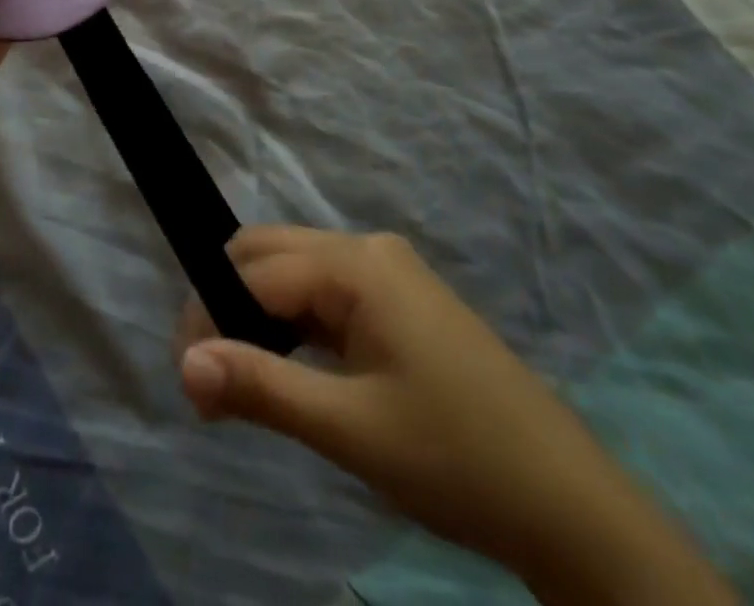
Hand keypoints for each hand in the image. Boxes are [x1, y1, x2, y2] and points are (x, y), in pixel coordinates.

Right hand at [176, 228, 736, 605]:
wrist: (569, 505)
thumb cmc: (455, 458)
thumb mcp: (350, 429)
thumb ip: (261, 387)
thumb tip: (185, 363)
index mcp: (356, 264)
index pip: (253, 271)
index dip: (210, 317)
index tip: (190, 382)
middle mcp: (367, 249)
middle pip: (268, 254)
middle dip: (226, 305)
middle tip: (211, 378)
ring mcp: (388, 273)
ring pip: (295, 273)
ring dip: (258, 316)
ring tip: (243, 381)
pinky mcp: (399, 301)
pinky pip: (325, 294)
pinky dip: (294, 325)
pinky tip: (291, 370)